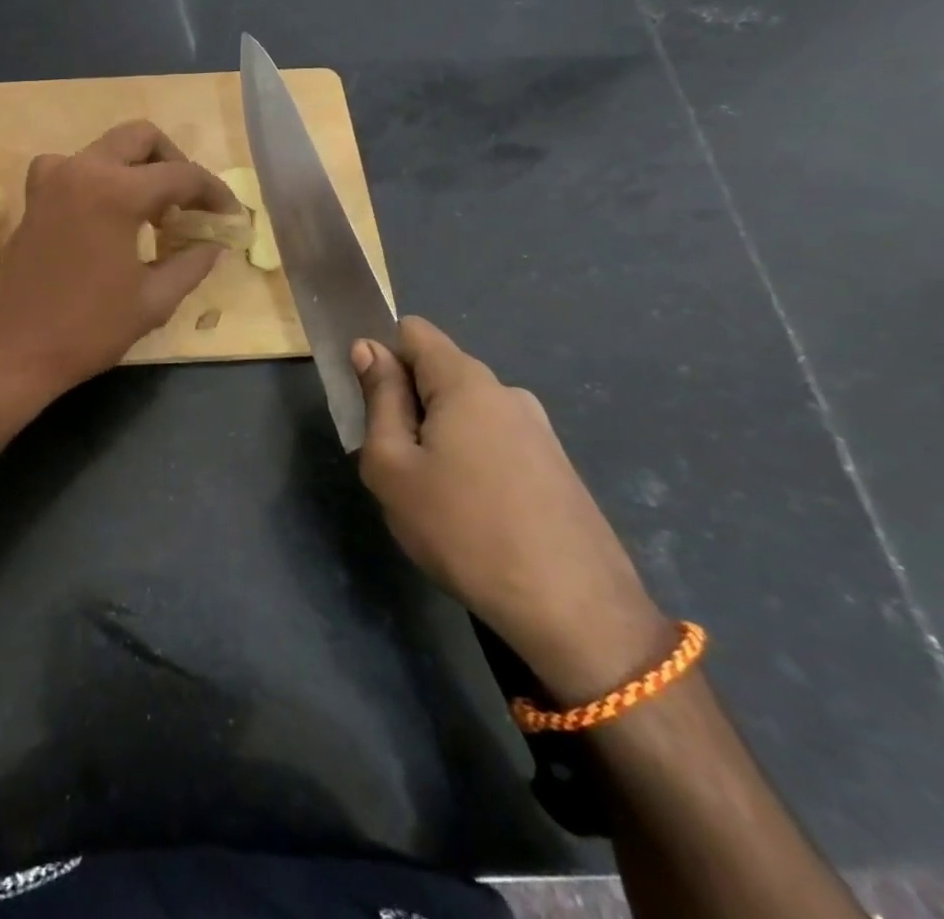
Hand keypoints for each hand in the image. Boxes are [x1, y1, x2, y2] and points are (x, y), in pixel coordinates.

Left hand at [0, 121, 238, 415]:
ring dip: (136, 167)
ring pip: (106, 148)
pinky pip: (74, 167)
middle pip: (141, 138)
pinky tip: (108, 214)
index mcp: (116, 191)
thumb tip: (214, 244)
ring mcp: (51, 179)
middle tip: (189, 203)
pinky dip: (100, 178)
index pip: (181, 175)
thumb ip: (191, 264)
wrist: (7, 349)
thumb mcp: (152, 301)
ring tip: (152, 212)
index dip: (214, 193)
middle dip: (174, 162)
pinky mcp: (33, 196)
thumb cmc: (85, 329)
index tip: (230, 215)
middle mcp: (82, 169)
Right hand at [353, 317, 673, 703]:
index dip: (383, 355)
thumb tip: (369, 348)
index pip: (413, 332)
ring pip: (466, 412)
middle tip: (396, 463)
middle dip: (408, 404)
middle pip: (439, 373)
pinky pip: (495, 442)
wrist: (574, 612)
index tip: (371, 403)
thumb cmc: (463, 529)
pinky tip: (474, 515)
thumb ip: (379, 399)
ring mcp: (539, 431)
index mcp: (466, 382)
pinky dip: (471, 461)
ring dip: (439, 436)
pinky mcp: (557, 468)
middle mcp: (507, 393)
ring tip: (434, 497)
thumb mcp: (392, 466)